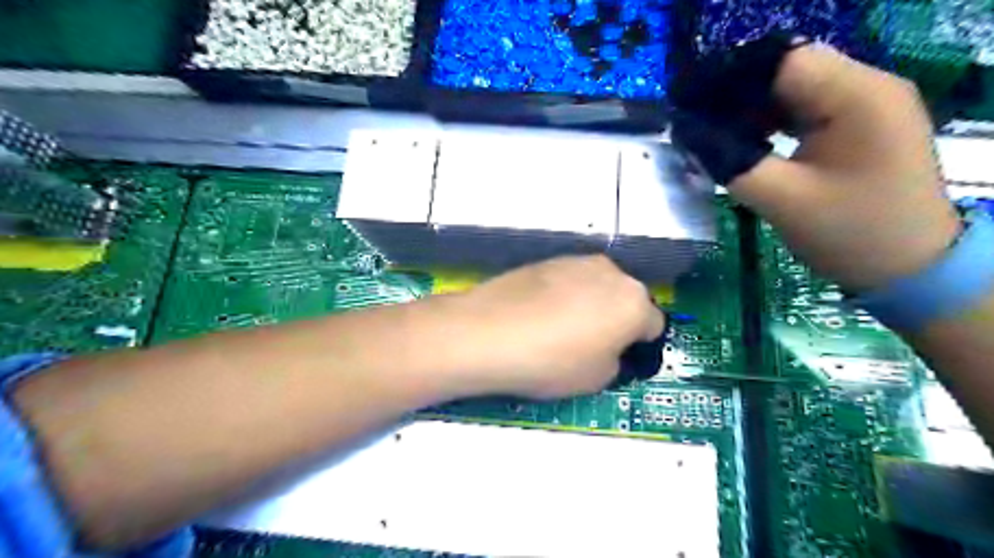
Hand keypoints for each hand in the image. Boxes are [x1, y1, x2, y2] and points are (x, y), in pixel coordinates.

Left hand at [440, 255, 658, 399]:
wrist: (487, 332)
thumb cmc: (551, 361)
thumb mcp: (596, 379)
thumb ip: (616, 361)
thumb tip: (610, 349)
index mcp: (634, 302)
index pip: (654, 325)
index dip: (639, 346)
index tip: (619, 360)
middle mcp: (611, 272)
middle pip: (625, 300)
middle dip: (617, 320)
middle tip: (591, 345)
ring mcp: (576, 261)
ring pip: (597, 287)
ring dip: (591, 304)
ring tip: (561, 329)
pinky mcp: (547, 260)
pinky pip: (569, 281)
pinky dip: (565, 295)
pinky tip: (540, 314)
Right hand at [677, 38, 963, 291]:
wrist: (909, 268)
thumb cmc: (849, 234)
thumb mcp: (781, 200)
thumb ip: (731, 162)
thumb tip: (689, 134)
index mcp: (857, 97)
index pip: (782, 62)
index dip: (730, 81)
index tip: (691, 109)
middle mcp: (867, 87)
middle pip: (788, 72)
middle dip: (738, 97)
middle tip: (698, 126)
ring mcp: (866, 105)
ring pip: (793, 90)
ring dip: (752, 110)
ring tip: (715, 135)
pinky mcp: (858, 125)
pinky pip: (805, 109)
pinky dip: (771, 123)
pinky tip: (746, 142)